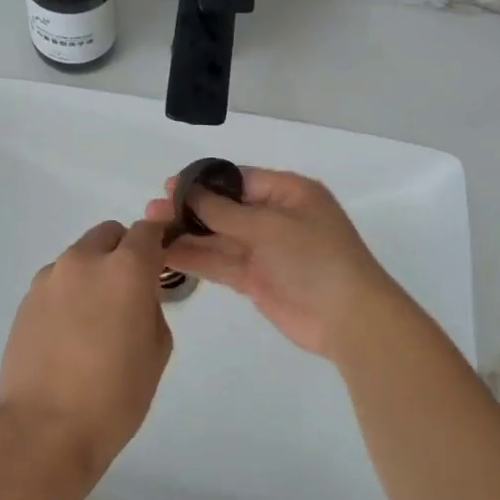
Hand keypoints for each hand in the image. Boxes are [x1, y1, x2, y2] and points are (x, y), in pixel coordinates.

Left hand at [0, 219, 172, 480]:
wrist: (43, 429)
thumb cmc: (114, 395)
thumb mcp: (157, 350)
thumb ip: (152, 306)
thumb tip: (138, 295)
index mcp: (125, 269)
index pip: (147, 230)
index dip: (157, 240)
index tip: (160, 260)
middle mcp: (85, 261)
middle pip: (109, 234)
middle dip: (123, 251)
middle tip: (128, 291)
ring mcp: (50, 278)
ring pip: (80, 257)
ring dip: (93, 273)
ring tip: (94, 320)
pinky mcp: (26, 299)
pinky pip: (57, 282)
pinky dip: (69, 293)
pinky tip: (69, 334)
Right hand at [144, 169, 410, 361]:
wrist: (349, 319)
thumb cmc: (316, 258)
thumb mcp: (270, 226)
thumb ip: (225, 212)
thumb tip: (188, 192)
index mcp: (288, 192)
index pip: (238, 179)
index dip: (203, 183)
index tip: (168, 185)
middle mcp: (275, 217)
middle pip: (225, 208)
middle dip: (190, 209)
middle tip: (152, 211)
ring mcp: (265, 250)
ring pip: (219, 237)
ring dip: (188, 234)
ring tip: (150, 232)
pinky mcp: (256, 279)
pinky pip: (221, 263)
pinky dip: (196, 259)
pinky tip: (167, 255)